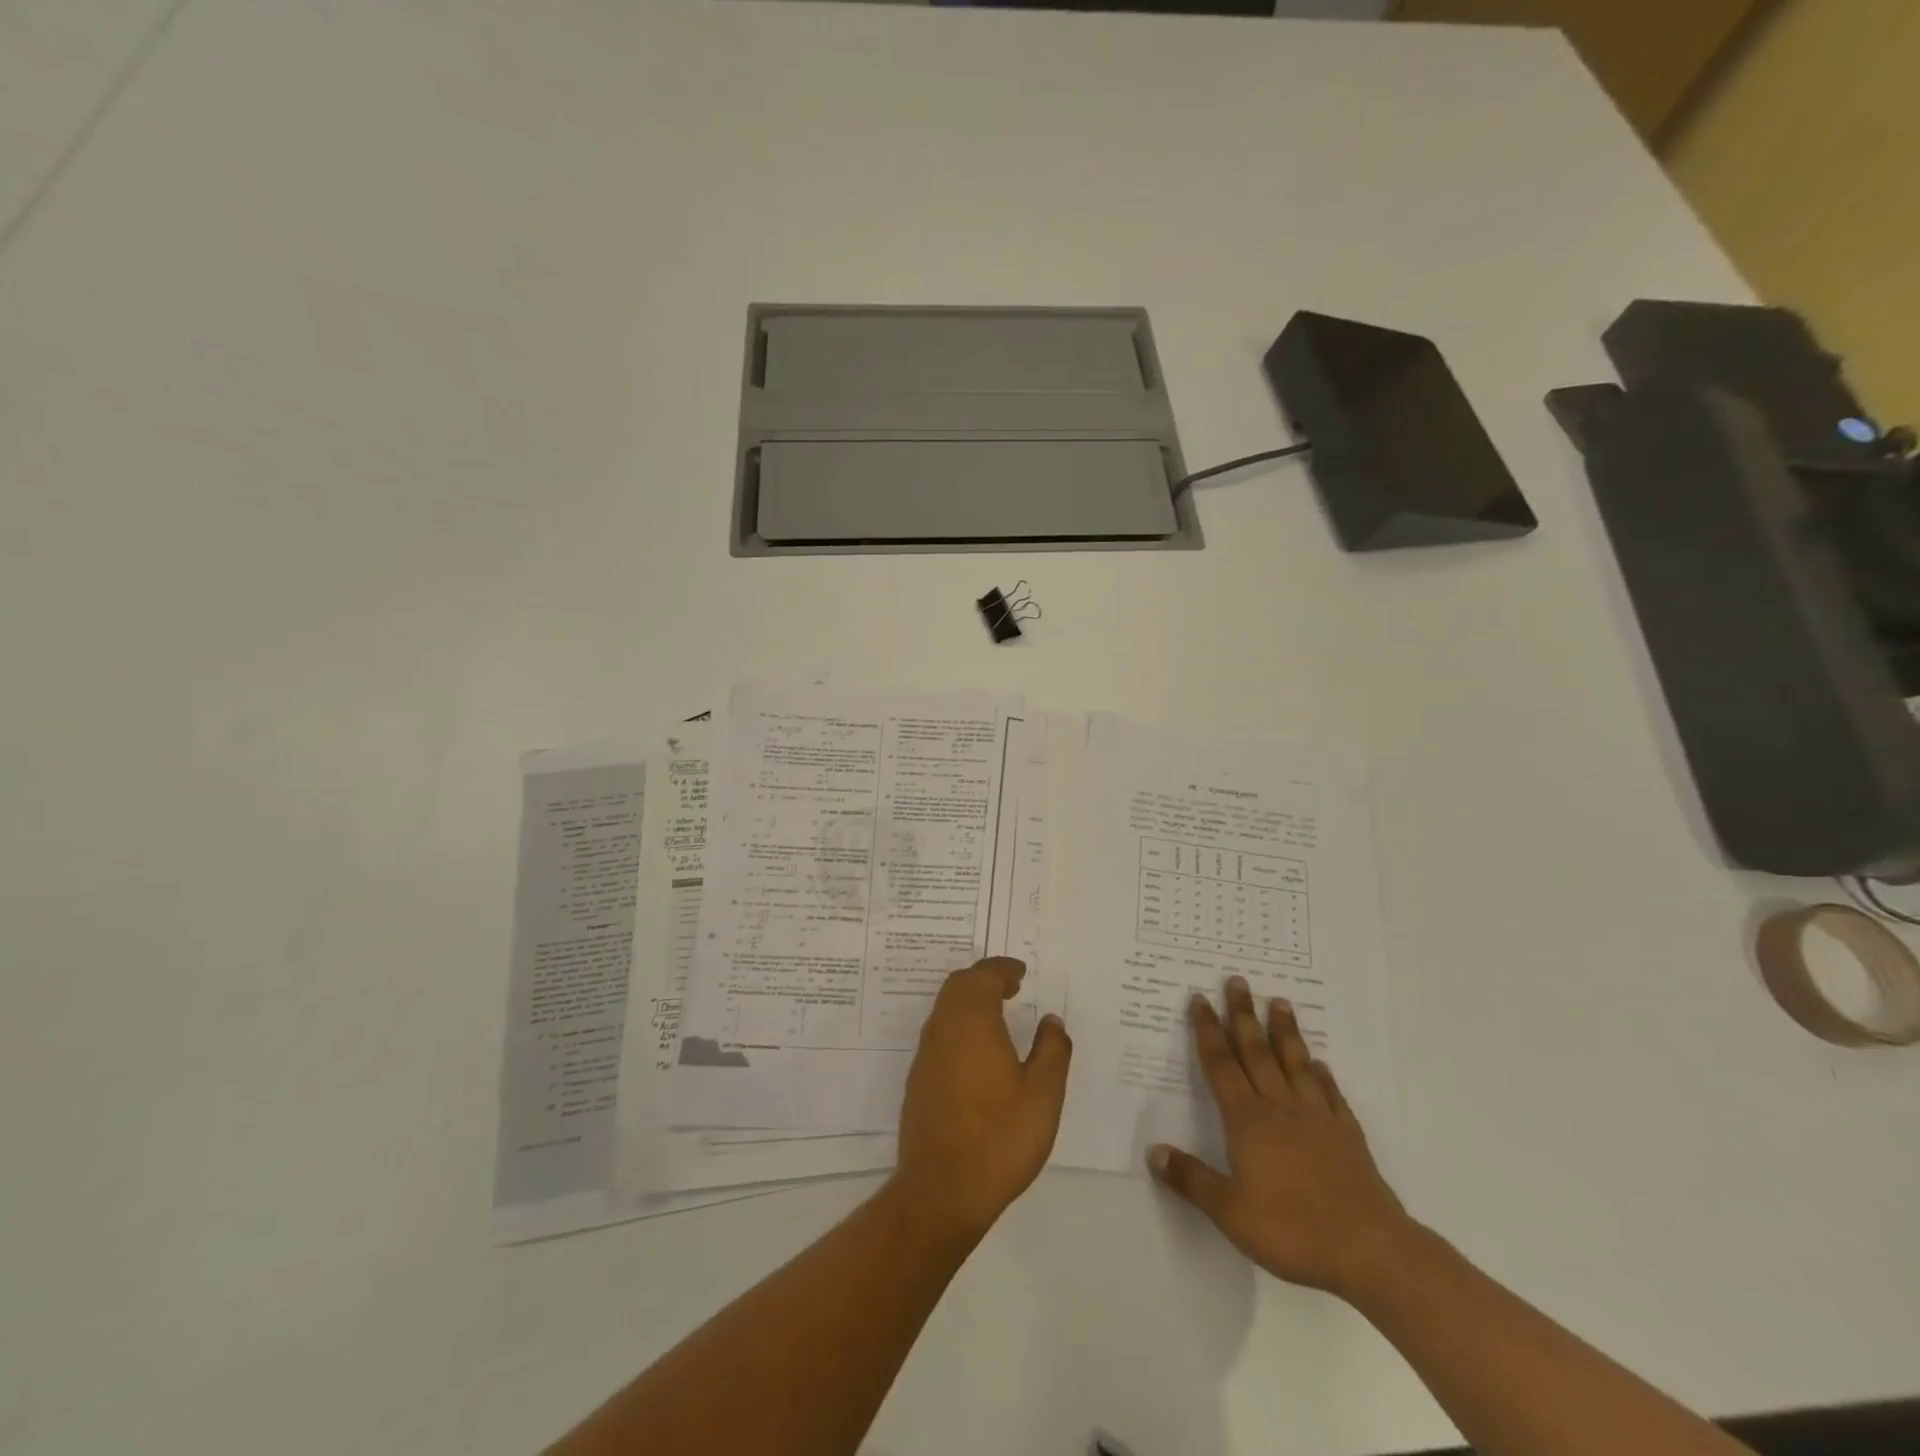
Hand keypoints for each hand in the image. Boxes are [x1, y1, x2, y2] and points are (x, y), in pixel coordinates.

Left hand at [890, 958, 1071, 1244]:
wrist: (942, 1190)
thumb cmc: (1000, 1138)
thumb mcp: (1043, 1096)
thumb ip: (1051, 1051)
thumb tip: (1051, 1021)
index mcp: (972, 1023)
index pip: (983, 976)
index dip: (1002, 969)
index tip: (1020, 972)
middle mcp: (943, 1030)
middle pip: (958, 986)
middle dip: (983, 978)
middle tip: (1010, 986)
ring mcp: (926, 1055)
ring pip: (944, 1009)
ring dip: (968, 1000)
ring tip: (997, 1014)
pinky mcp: (918, 1080)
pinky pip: (939, 1034)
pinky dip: (958, 1025)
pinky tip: (977, 1051)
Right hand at [1149, 975, 1414, 1298]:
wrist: (1369, 1250)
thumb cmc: (1292, 1230)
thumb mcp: (1230, 1212)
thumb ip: (1191, 1180)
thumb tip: (1154, 1152)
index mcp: (1248, 1121)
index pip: (1221, 1066)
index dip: (1209, 1032)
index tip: (1201, 1000)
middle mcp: (1280, 1108)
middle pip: (1257, 1052)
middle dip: (1244, 1015)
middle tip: (1238, 981)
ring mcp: (1317, 1119)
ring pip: (1295, 1064)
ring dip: (1285, 1032)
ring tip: (1280, 1002)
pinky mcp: (1347, 1137)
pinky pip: (1331, 1096)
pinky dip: (1323, 1076)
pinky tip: (1320, 1065)